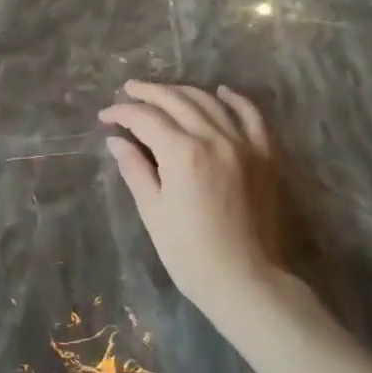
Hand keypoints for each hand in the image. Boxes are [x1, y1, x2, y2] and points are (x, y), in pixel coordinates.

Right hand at [98, 81, 310, 319]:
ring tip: (163, 92)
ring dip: (182, 92)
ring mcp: (245, 144)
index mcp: (183, 153)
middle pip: (176, 101)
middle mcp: (215, 138)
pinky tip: (221, 92)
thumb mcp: (153, 212)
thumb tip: (116, 141)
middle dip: (148, 93)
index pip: (146, 118)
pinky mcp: (266, 155)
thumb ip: (135, 169)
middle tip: (127, 91)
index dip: (122, 113)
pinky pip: (252, 116)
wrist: (247, 281)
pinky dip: (235, 100)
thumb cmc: (190, 253)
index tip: (105, 117)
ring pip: (210, 102)